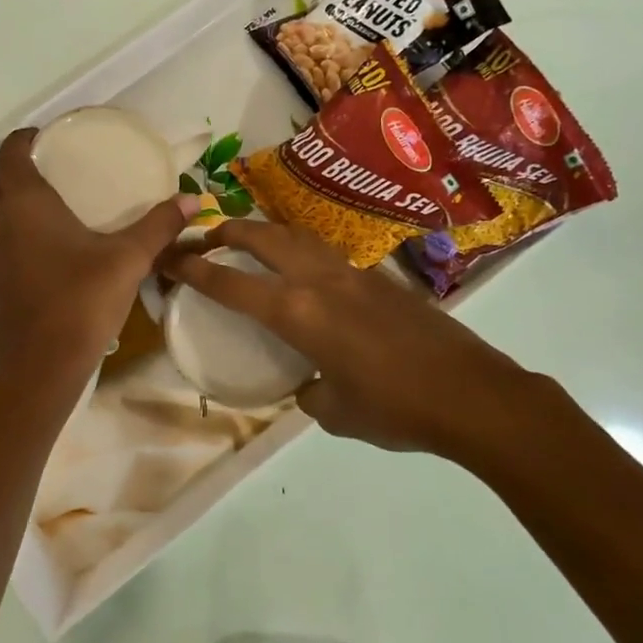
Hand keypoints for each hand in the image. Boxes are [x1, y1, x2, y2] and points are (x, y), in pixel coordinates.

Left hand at [0, 129, 198, 388]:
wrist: (41, 367)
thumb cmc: (81, 301)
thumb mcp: (128, 259)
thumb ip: (159, 225)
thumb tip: (193, 199)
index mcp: (24, 204)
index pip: (10, 153)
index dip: (26, 138)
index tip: (50, 136)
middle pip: (0, 182)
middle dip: (23, 168)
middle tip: (60, 167)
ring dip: (16, 201)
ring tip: (55, 202)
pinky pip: (0, 240)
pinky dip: (17, 230)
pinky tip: (49, 245)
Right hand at [162, 220, 556, 468]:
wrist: (473, 395)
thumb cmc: (395, 409)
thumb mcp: (335, 412)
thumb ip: (310, 392)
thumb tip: (310, 383)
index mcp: (298, 313)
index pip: (230, 284)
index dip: (193, 269)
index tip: (169, 258)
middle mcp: (320, 281)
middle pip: (263, 237)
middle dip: (228, 231)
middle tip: (206, 237)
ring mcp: (354, 274)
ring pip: (298, 236)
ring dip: (266, 233)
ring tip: (251, 243)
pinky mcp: (382, 279)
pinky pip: (328, 254)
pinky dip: (302, 252)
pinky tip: (307, 275)